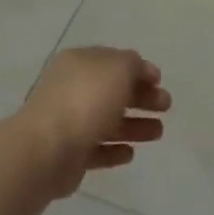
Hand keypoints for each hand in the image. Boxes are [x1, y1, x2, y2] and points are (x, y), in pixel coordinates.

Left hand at [20, 47, 169, 197]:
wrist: (47, 149)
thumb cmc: (85, 100)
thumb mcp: (117, 69)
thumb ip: (133, 65)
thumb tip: (139, 69)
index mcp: (79, 63)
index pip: (112, 61)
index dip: (137, 69)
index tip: (160, 81)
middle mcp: (72, 88)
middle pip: (112, 91)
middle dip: (141, 97)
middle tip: (166, 106)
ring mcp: (69, 122)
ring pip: (107, 121)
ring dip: (134, 125)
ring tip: (158, 133)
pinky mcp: (69, 154)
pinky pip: (96, 149)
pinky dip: (114, 150)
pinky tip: (130, 154)